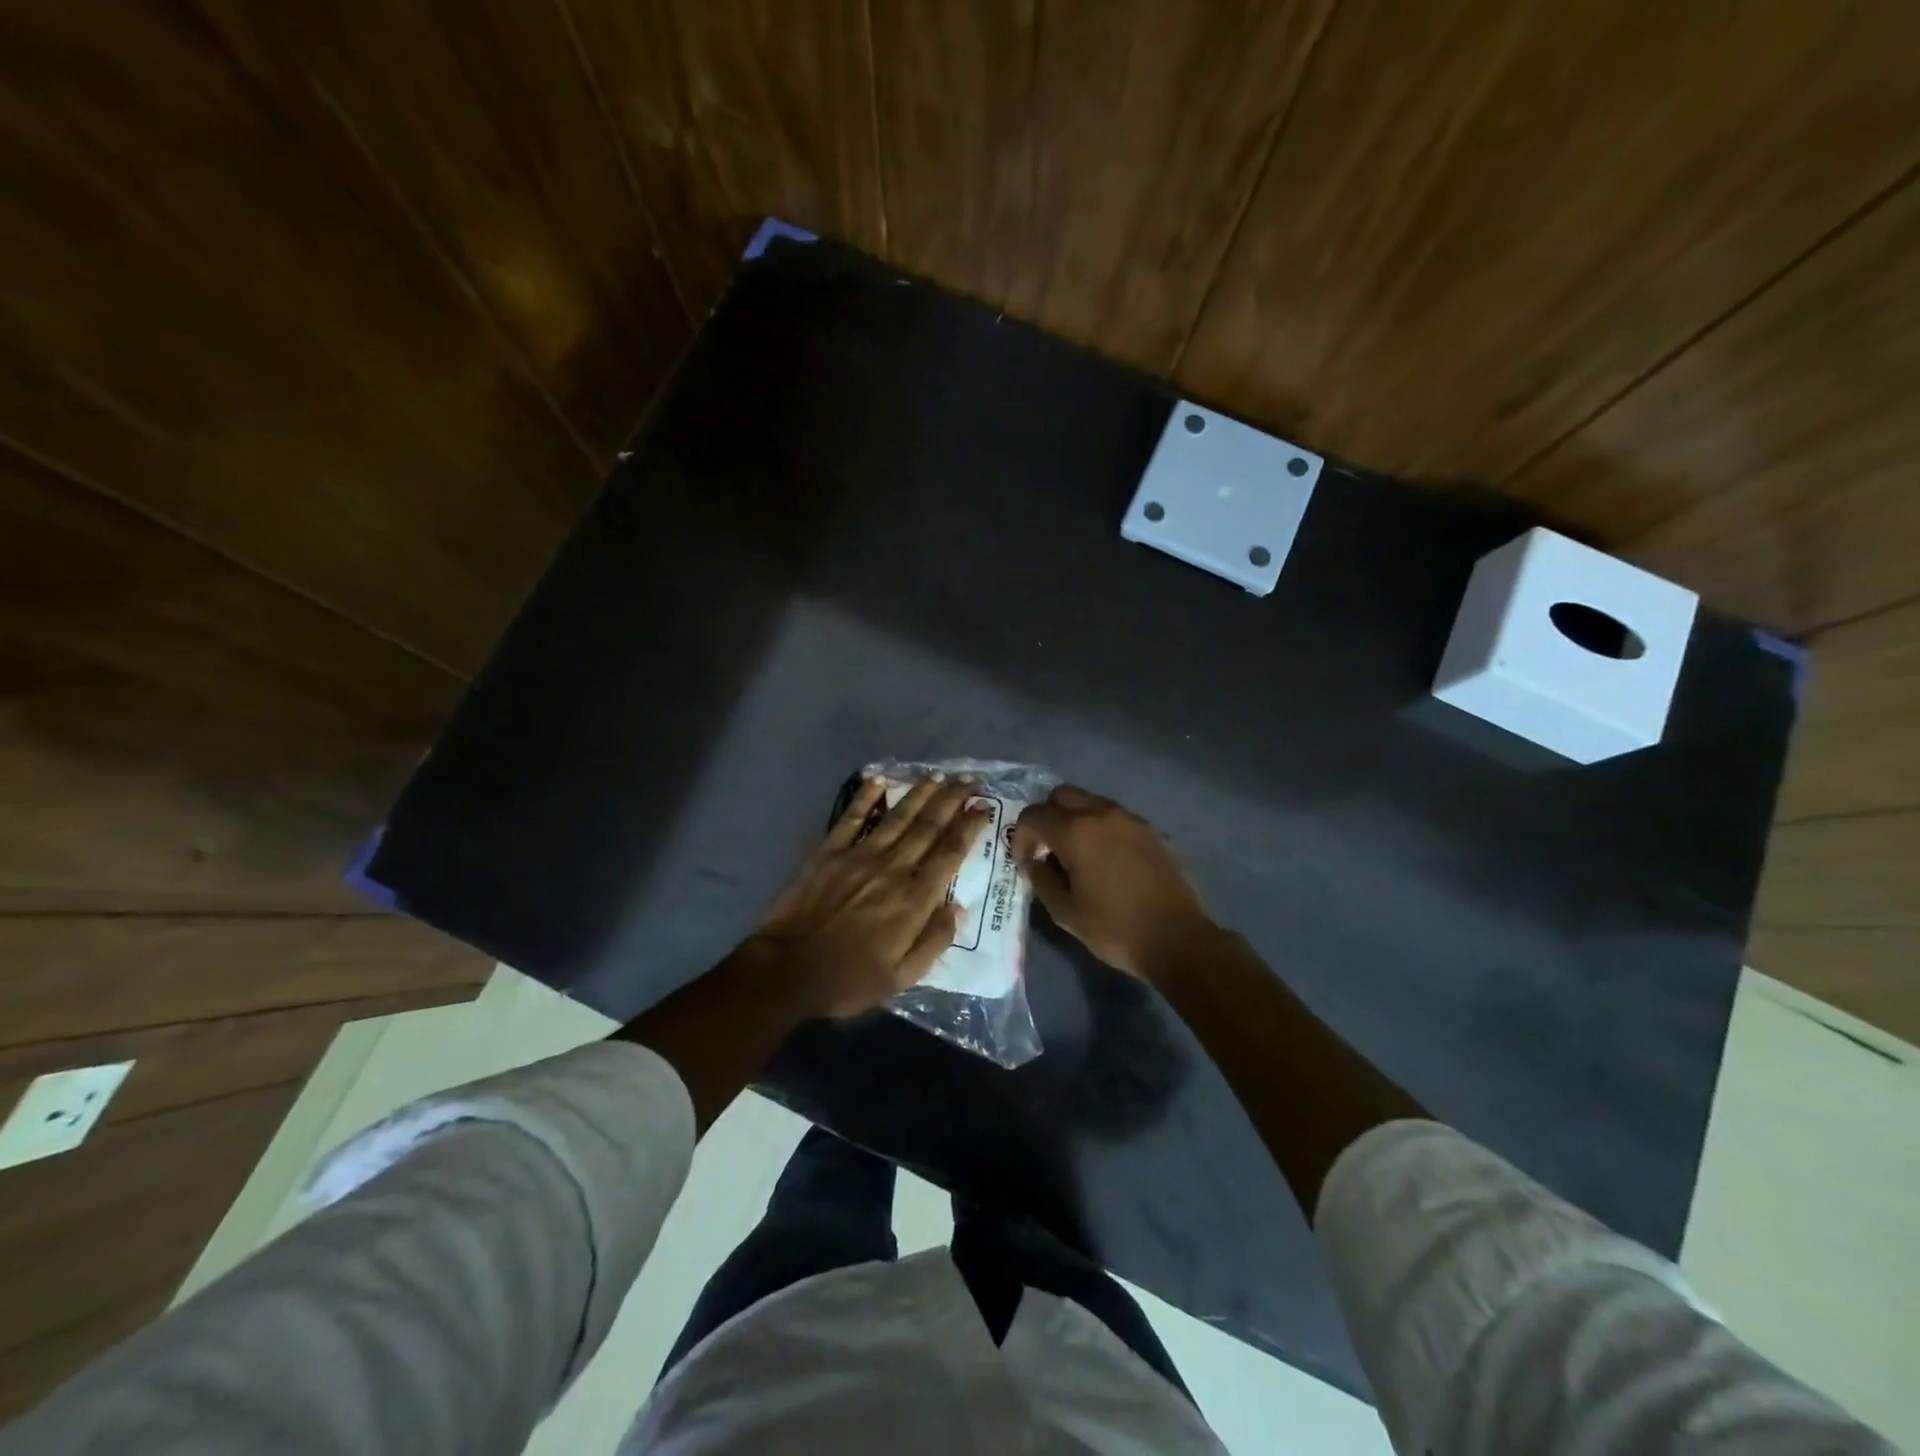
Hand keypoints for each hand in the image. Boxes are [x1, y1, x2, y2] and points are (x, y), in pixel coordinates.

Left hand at [749, 774, 990, 1019]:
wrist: (787, 971)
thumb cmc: (849, 979)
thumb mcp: (902, 978)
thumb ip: (934, 941)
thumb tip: (959, 908)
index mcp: (914, 899)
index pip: (950, 853)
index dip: (970, 826)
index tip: (984, 806)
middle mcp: (892, 868)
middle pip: (929, 826)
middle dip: (951, 800)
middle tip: (968, 780)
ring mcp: (859, 856)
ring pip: (898, 816)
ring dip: (920, 793)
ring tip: (938, 775)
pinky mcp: (829, 852)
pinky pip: (852, 817)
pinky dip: (866, 796)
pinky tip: (880, 778)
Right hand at [1010, 785, 1215, 979]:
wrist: (1178, 940)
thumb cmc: (1115, 929)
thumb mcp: (1065, 913)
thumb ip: (1041, 880)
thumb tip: (1034, 862)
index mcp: (1076, 831)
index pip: (1033, 816)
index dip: (1021, 838)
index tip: (1026, 863)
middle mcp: (1103, 814)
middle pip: (1061, 796)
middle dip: (1047, 818)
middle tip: (1048, 850)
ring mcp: (1132, 819)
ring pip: (1091, 802)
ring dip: (1075, 820)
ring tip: (1078, 856)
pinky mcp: (1152, 830)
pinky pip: (1116, 817)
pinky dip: (1101, 829)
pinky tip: (1108, 862)